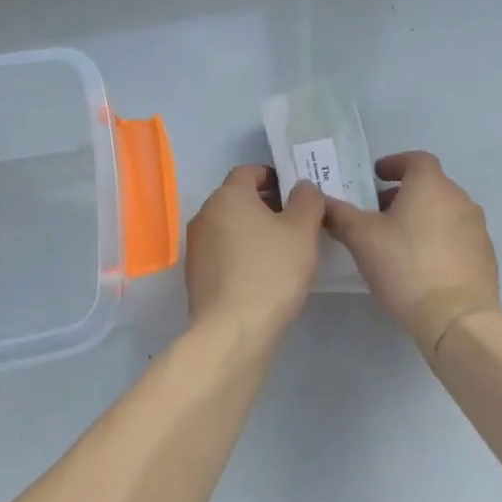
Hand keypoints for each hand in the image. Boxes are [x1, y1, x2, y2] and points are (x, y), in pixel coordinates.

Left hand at [184, 165, 324, 341]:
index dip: (273, 177)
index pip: (249, 171)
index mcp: (228, 196)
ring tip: (282, 250)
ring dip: (253, 230)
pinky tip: (262, 274)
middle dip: (265, 204)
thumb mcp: (302, 231)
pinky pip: (222, 251)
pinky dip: (240, 253)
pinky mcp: (195, 274)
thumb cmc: (271, 271)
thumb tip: (301, 186)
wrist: (232, 330)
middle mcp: (205, 214)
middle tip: (295, 222)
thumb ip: (306, 200)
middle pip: (237, 198)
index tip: (296, 194)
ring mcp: (196, 245)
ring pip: (229, 226)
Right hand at [323, 151, 500, 356]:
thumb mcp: (361, 238)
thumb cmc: (405, 266)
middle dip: (403, 195)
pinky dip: (438, 241)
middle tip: (377, 214)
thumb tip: (321, 200)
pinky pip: (457, 238)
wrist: (457, 320)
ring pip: (444, 212)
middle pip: (429, 186)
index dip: (394, 164)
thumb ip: (339, 214)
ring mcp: (477, 229)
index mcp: (431, 185)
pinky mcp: (485, 257)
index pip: (415, 159)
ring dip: (421, 218)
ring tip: (397, 242)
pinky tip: (421, 266)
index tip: (375, 178)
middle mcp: (460, 199)